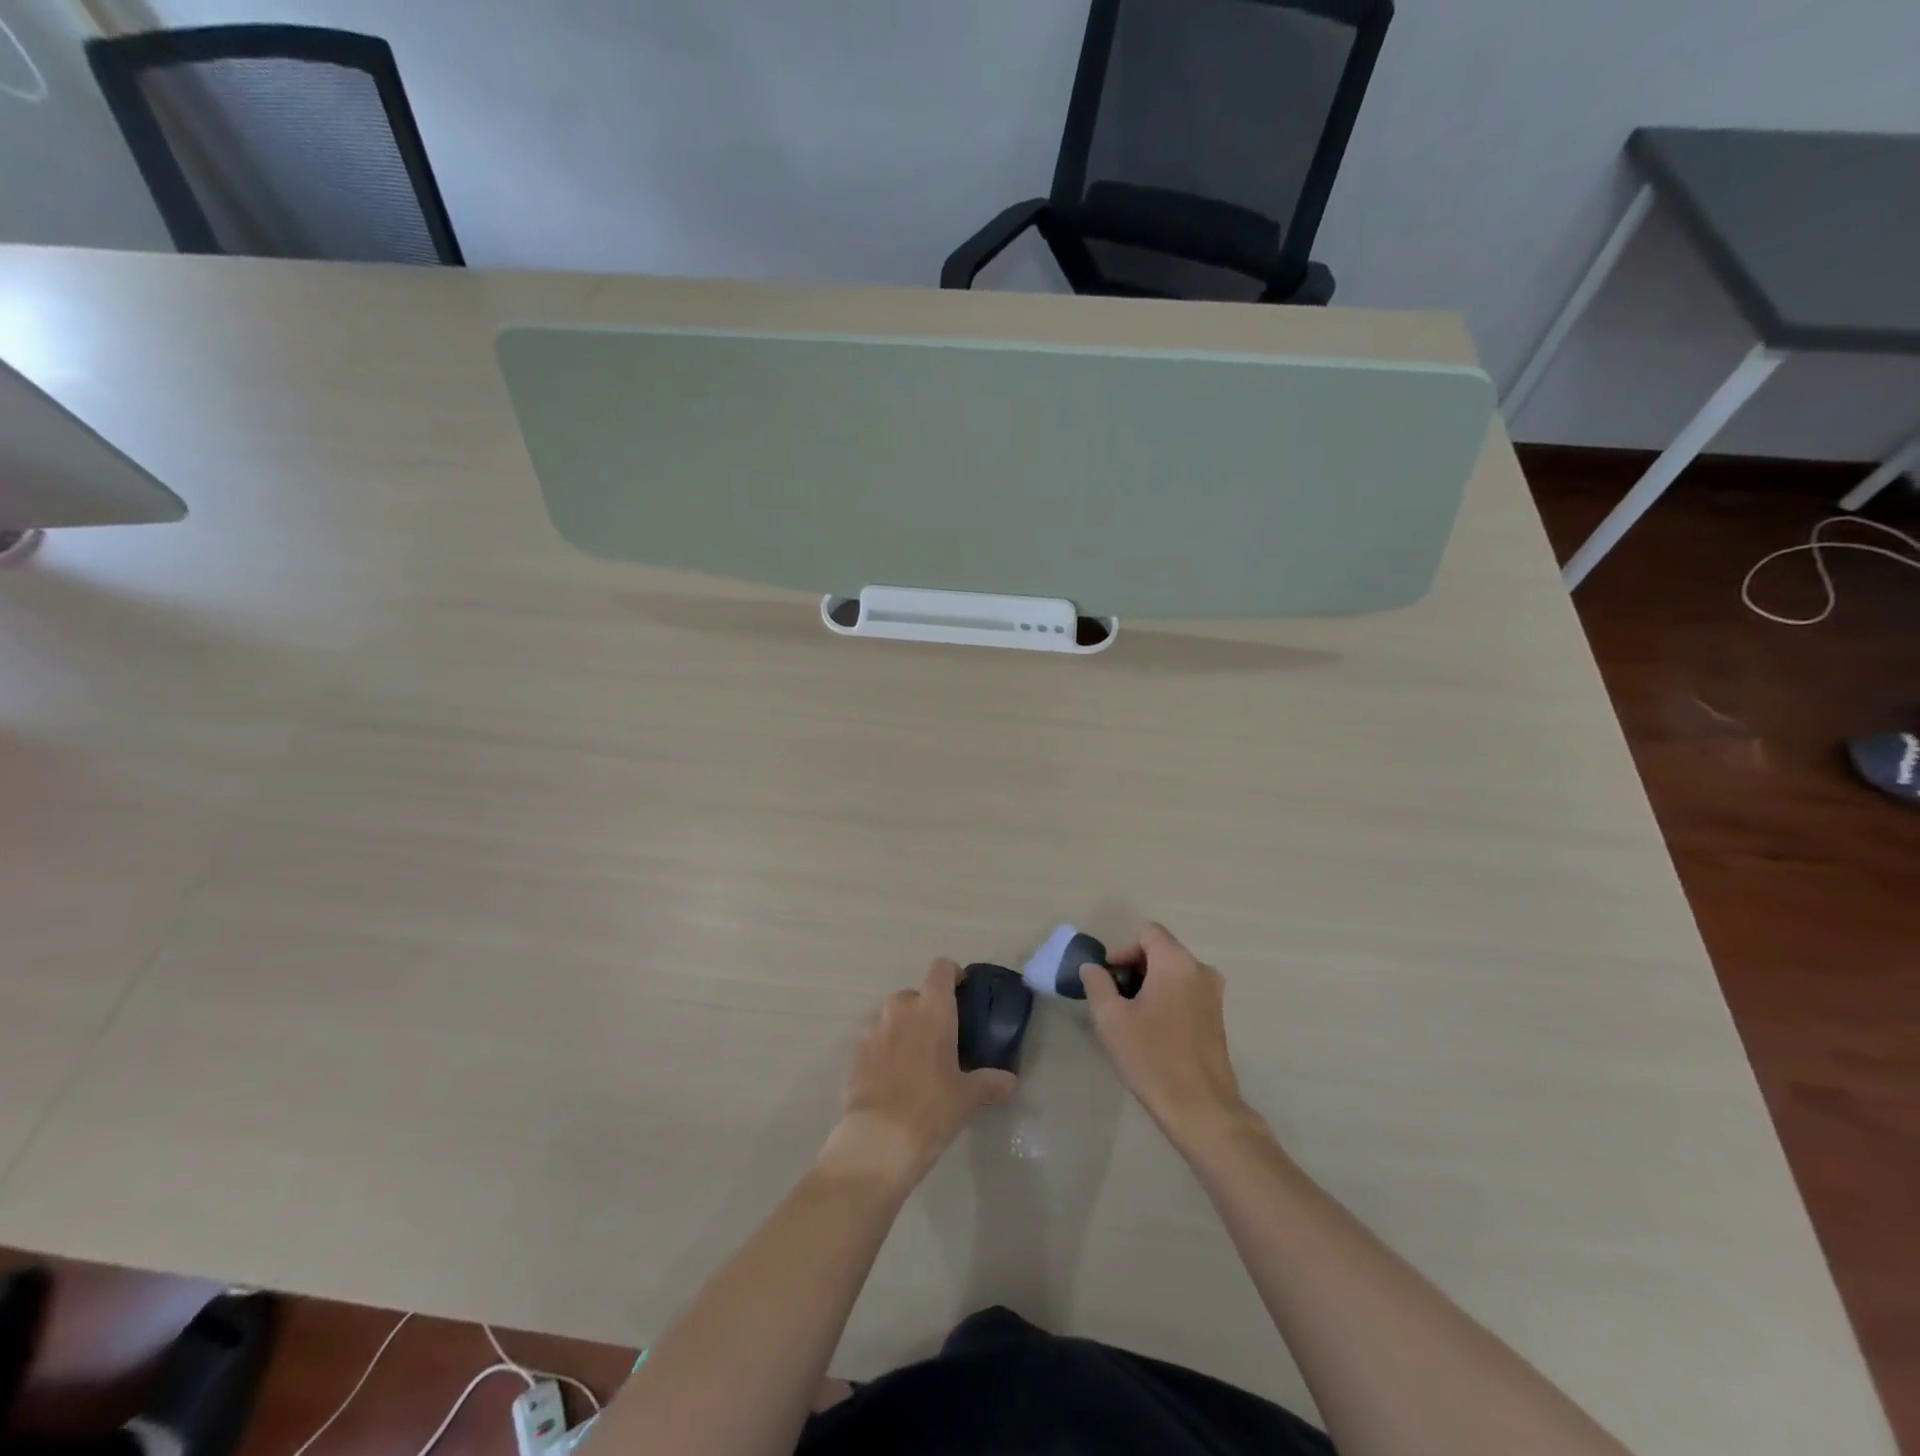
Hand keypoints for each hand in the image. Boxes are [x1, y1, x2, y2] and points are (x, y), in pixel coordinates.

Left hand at [823, 958, 1016, 1188]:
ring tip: (916, 1060)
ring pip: (891, 1016)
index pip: (941, 969)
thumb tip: (1010, 1081)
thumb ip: (990, 1083)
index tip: (962, 992)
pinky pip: (874, 1041)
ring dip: (904, 1029)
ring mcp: (873, 1030)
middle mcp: (900, 1010)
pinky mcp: (855, 1054)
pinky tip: (893, 1079)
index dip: (952, 974)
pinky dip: (885, 1050)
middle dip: (926, 1009)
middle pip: (914, 994)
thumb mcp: (968, 1098)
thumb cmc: (931, 1109)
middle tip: (941, 1038)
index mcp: (932, 1010)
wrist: (878, 1140)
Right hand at [1083, 923, 1255, 1149]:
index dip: (1121, 950)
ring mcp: (1213, 994)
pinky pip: (1185, 991)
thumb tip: (1093, 967)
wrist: (1201, 1109)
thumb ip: (1097, 983)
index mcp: (1176, 962)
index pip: (1146, 932)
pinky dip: (1165, 998)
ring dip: (1148, 984)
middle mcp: (1200, 969)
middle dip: (1132, 968)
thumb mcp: (1111, 1018)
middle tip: (1113, 999)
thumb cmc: (1152, 1057)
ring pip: (1172, 972)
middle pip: (1160, 950)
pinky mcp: (1217, 1016)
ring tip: (1129, 1016)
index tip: (1107, 979)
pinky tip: (1151, 1030)